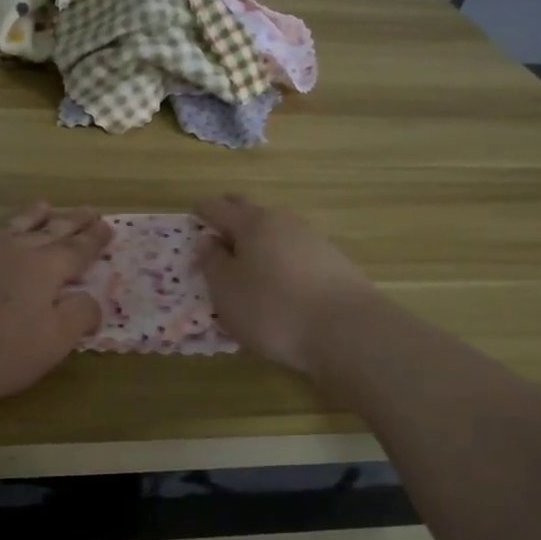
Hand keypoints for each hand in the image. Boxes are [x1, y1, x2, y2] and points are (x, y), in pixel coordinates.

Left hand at [0, 205, 110, 406]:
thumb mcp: (50, 344)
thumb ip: (78, 316)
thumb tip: (92, 299)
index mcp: (43, 270)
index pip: (77, 251)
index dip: (95, 240)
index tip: (108, 226)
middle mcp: (11, 250)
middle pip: (48, 232)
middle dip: (72, 222)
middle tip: (90, 210)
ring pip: (10, 225)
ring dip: (30, 216)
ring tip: (45, 205)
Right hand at [195, 195, 379, 373]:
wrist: (346, 331)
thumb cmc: (272, 308)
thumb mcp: (226, 290)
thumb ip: (212, 262)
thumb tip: (209, 240)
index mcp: (253, 223)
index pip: (220, 208)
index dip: (203, 211)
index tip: (194, 213)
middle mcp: (284, 223)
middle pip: (252, 213)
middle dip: (233, 216)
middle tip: (218, 228)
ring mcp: (313, 241)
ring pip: (276, 233)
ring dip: (259, 242)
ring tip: (247, 262)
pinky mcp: (333, 264)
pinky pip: (295, 253)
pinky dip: (279, 260)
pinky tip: (278, 281)